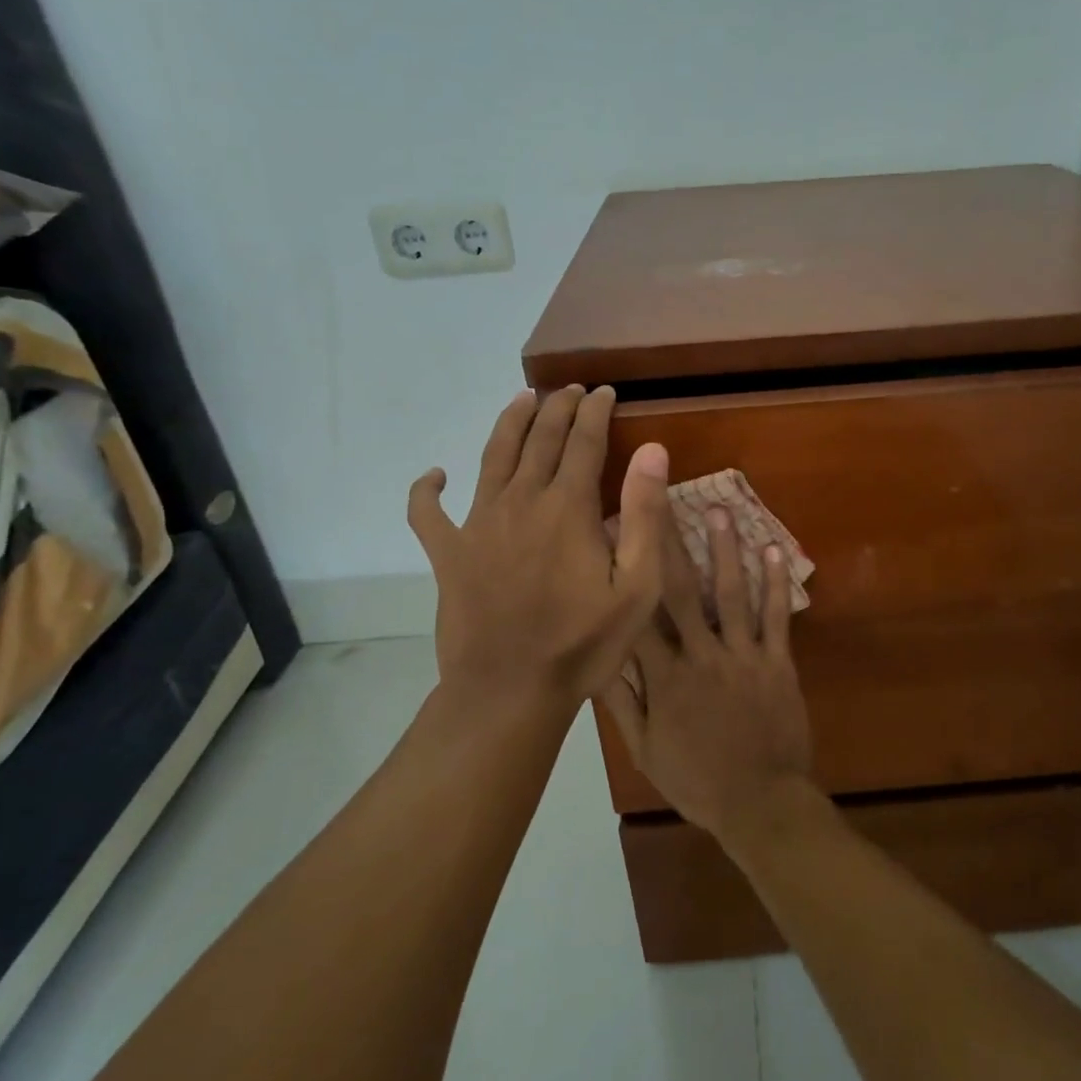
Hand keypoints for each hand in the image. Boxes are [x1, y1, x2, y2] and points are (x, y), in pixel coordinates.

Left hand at [408, 386, 667, 719]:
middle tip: (571, 389)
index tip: (606, 392)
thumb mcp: (637, 586)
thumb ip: (645, 514)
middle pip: (540, 439)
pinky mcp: (448, 553)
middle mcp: (521, 501)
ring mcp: (478, 525)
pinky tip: (434, 476)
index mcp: (568, 507)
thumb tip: (653, 450)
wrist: (509, 691)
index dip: (596, 412)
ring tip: (523, 399)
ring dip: (510, 424)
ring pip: (493, 457)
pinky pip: (427, 513)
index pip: (585, 442)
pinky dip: (427, 491)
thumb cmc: (583, 643)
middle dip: (558, 408)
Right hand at [598, 506, 814, 847]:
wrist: (761, 803)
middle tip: (665, 498)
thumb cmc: (697, 780)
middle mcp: (701, 655)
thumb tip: (596, 657)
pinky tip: (774, 549)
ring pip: (731, 593)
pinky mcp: (777, 662)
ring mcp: (743, 656)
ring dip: (726, 550)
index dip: (626, 570)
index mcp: (664, 677)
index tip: (614, 532)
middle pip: (681, 591)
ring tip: (720, 510)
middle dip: (671, 542)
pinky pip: (776, 617)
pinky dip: (777, 583)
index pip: (638, 613)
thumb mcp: (645, 750)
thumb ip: (621, 703)